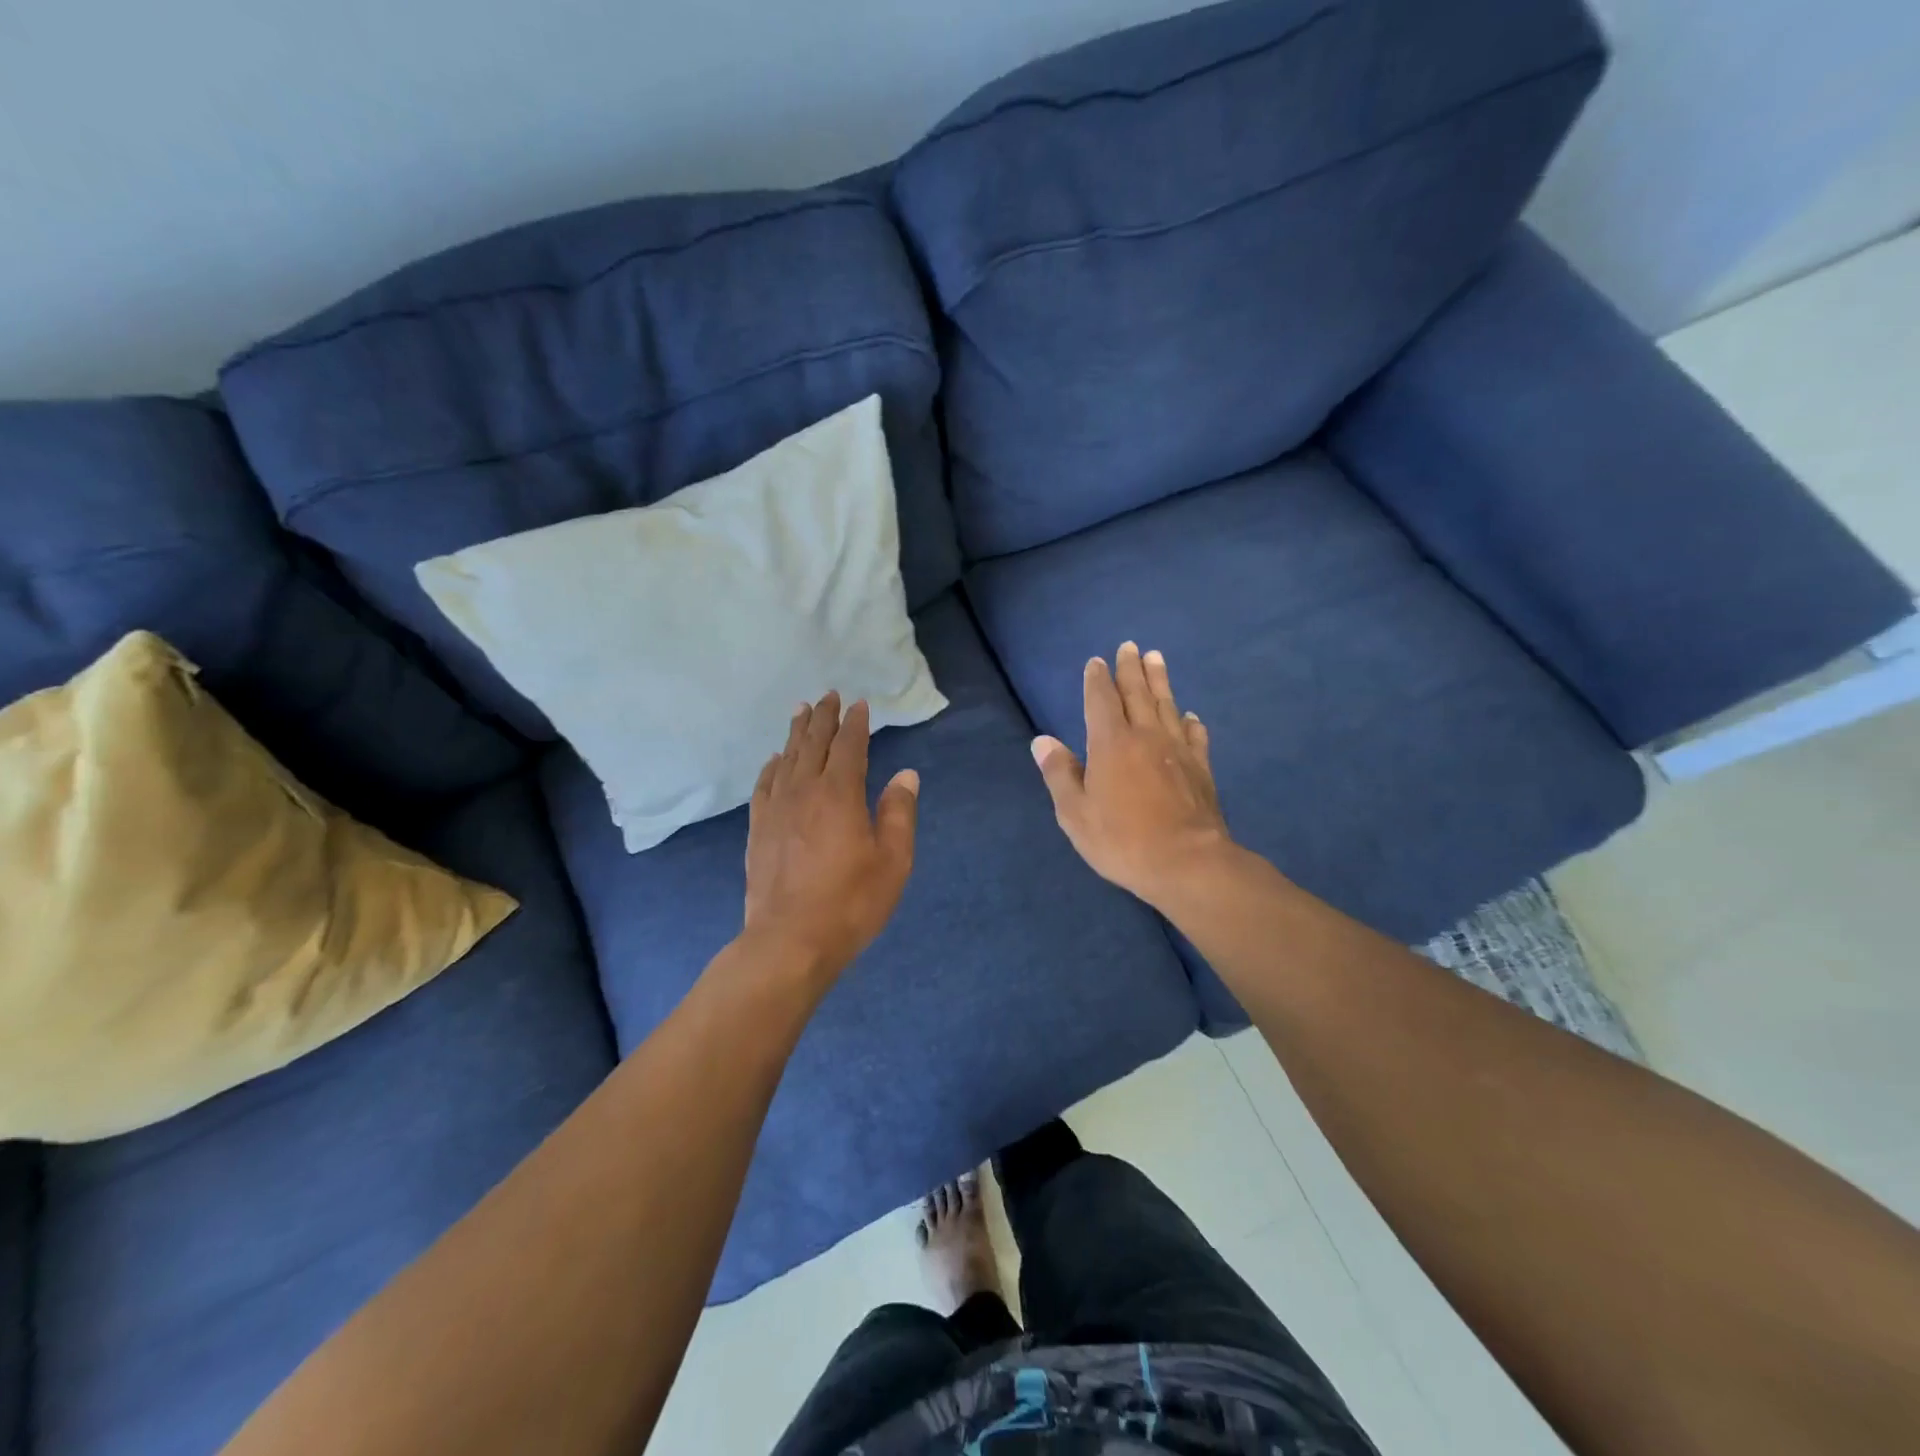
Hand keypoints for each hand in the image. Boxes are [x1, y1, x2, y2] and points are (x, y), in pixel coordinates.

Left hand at [742, 691, 918, 983]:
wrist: (790, 941)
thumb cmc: (851, 902)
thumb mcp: (893, 860)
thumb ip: (899, 813)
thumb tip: (905, 775)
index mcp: (840, 794)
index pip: (849, 746)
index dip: (855, 724)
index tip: (859, 705)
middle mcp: (804, 791)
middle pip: (814, 744)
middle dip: (824, 718)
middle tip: (828, 696)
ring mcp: (776, 809)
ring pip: (787, 759)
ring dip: (797, 733)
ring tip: (801, 712)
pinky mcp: (758, 830)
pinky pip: (765, 785)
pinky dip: (772, 767)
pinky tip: (775, 760)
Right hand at [1031, 642, 1234, 910]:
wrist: (1187, 863)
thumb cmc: (1122, 840)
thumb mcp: (1076, 813)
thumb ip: (1059, 774)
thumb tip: (1042, 741)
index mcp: (1111, 744)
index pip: (1101, 700)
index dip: (1097, 680)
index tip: (1096, 661)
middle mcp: (1146, 737)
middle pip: (1138, 693)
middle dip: (1131, 668)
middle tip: (1129, 646)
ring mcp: (1178, 751)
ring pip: (1167, 705)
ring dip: (1160, 681)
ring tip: (1156, 659)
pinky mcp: (1201, 769)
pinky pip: (1195, 736)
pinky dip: (1191, 722)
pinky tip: (1191, 716)